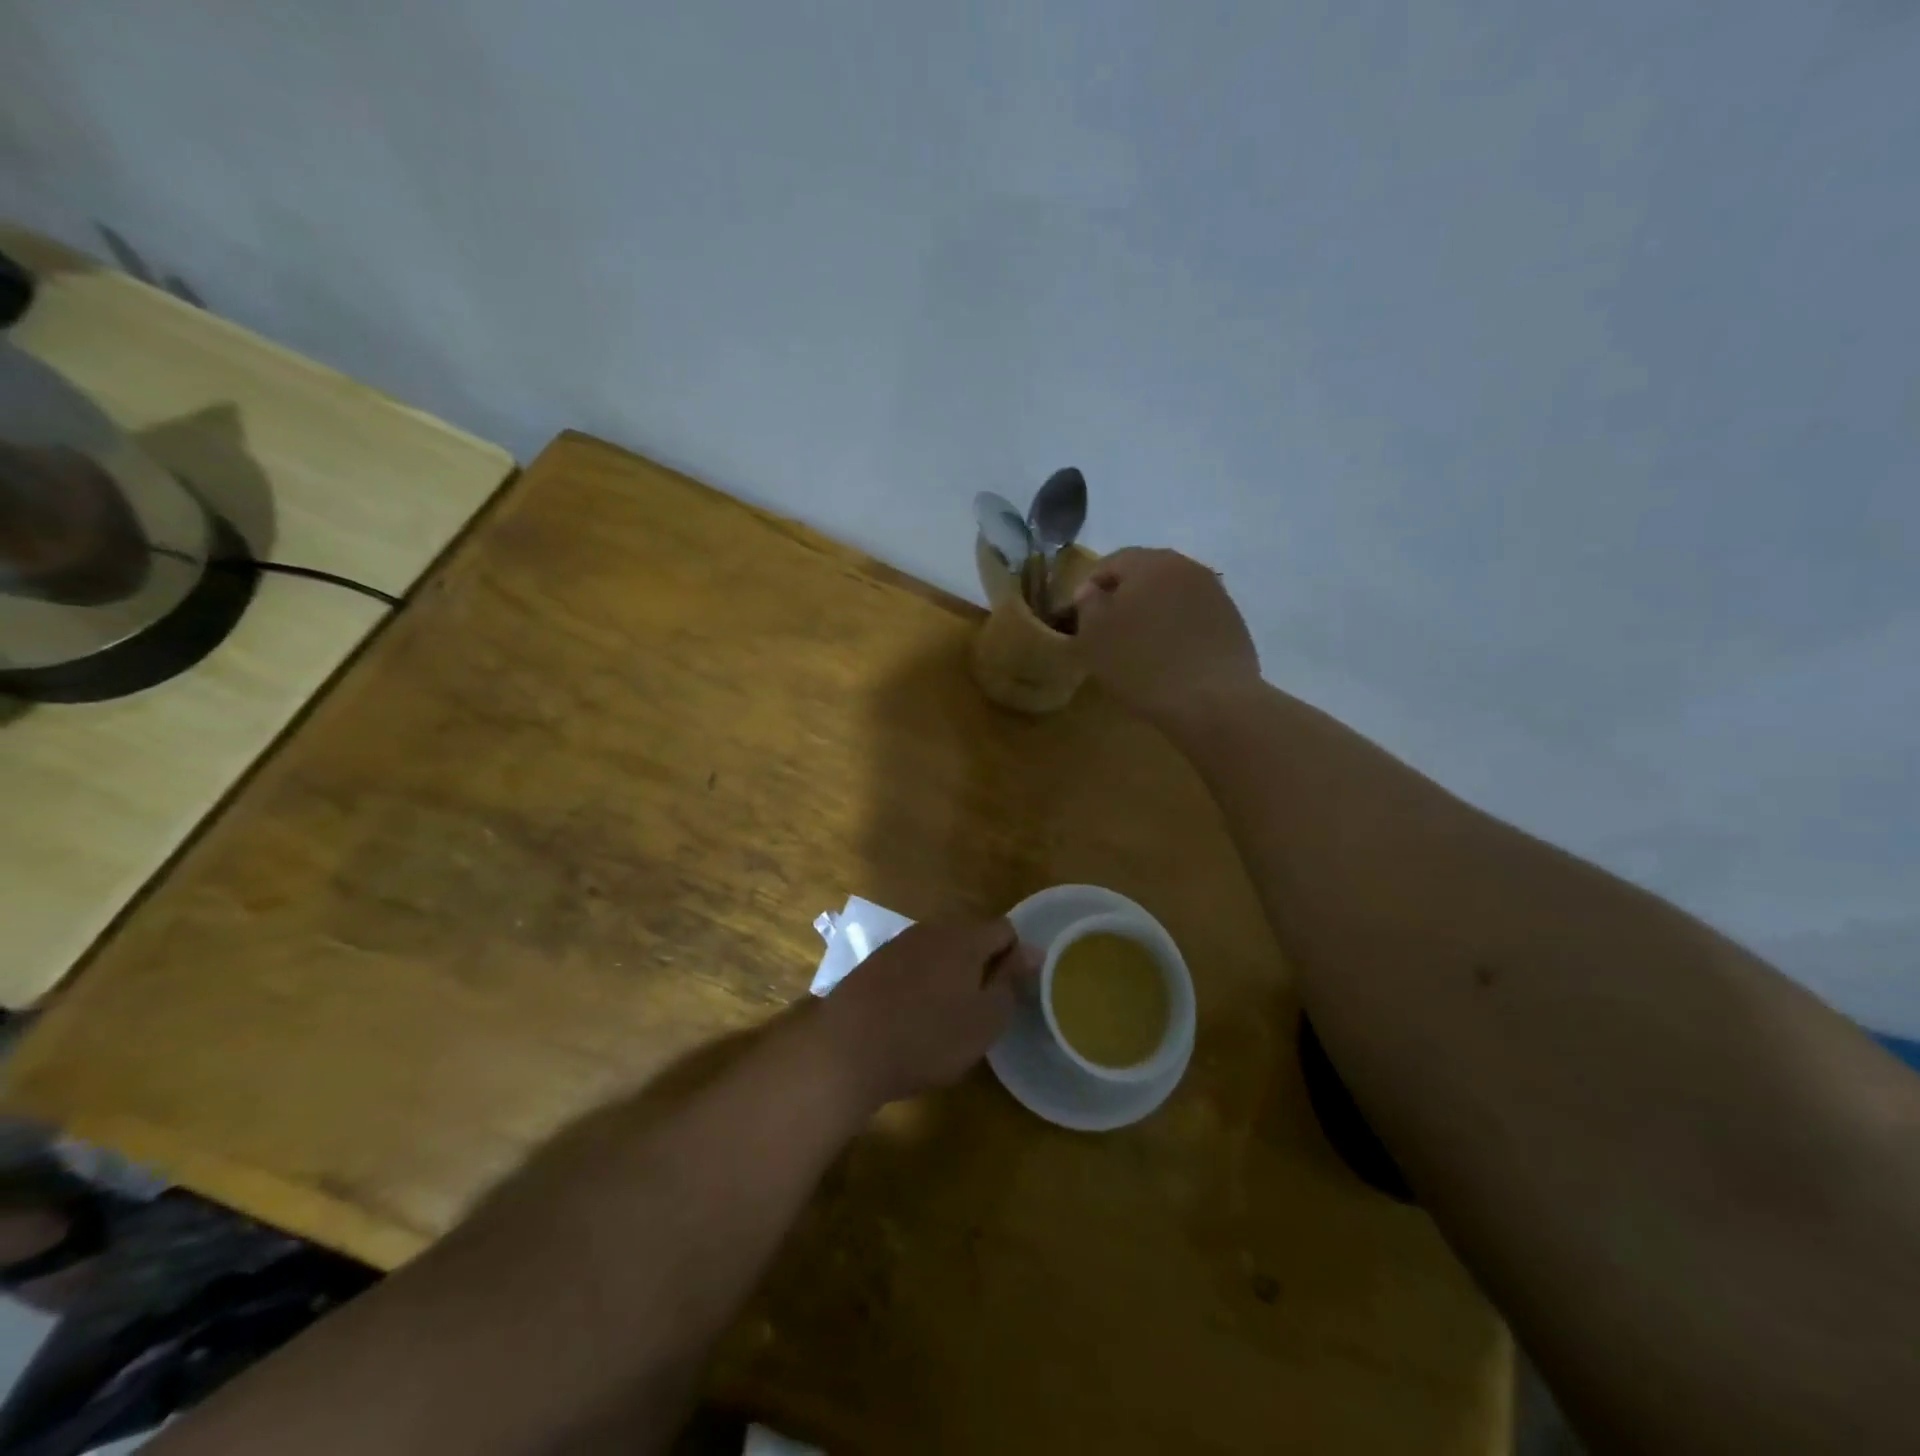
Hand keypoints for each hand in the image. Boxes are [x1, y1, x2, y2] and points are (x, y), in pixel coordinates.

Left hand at [814, 919, 1038, 1107]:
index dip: (1016, 958)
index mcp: (965, 937)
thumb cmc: (928, 1038)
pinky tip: (914, 1012)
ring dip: (951, 971)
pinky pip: (912, 962)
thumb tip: (1032, 951)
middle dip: (982, 963)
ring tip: (948, 1013)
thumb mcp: (985, 1020)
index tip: (1012, 992)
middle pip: (971, 936)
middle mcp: (933, 929)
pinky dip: (922, 980)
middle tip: (982, 1006)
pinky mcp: (875, 961)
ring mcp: (900, 942)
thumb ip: (1010, 981)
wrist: (848, 1048)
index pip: (1005, 929)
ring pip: (940, 948)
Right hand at [1073, 548, 1260, 722]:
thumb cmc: (1142, 664)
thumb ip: (1088, 604)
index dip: (1090, 588)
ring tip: (1141, 646)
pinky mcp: (1233, 621)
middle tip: (1109, 631)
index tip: (1080, 618)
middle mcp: (1187, 567)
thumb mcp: (1095, 635)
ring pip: (1171, 595)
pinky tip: (1171, 657)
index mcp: (1150, 562)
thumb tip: (1092, 590)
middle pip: (1145, 575)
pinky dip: (1178, 630)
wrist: (1212, 701)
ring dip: (1153, 613)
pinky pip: (1193, 617)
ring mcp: (1215, 593)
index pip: (1110, 562)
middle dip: (1125, 598)